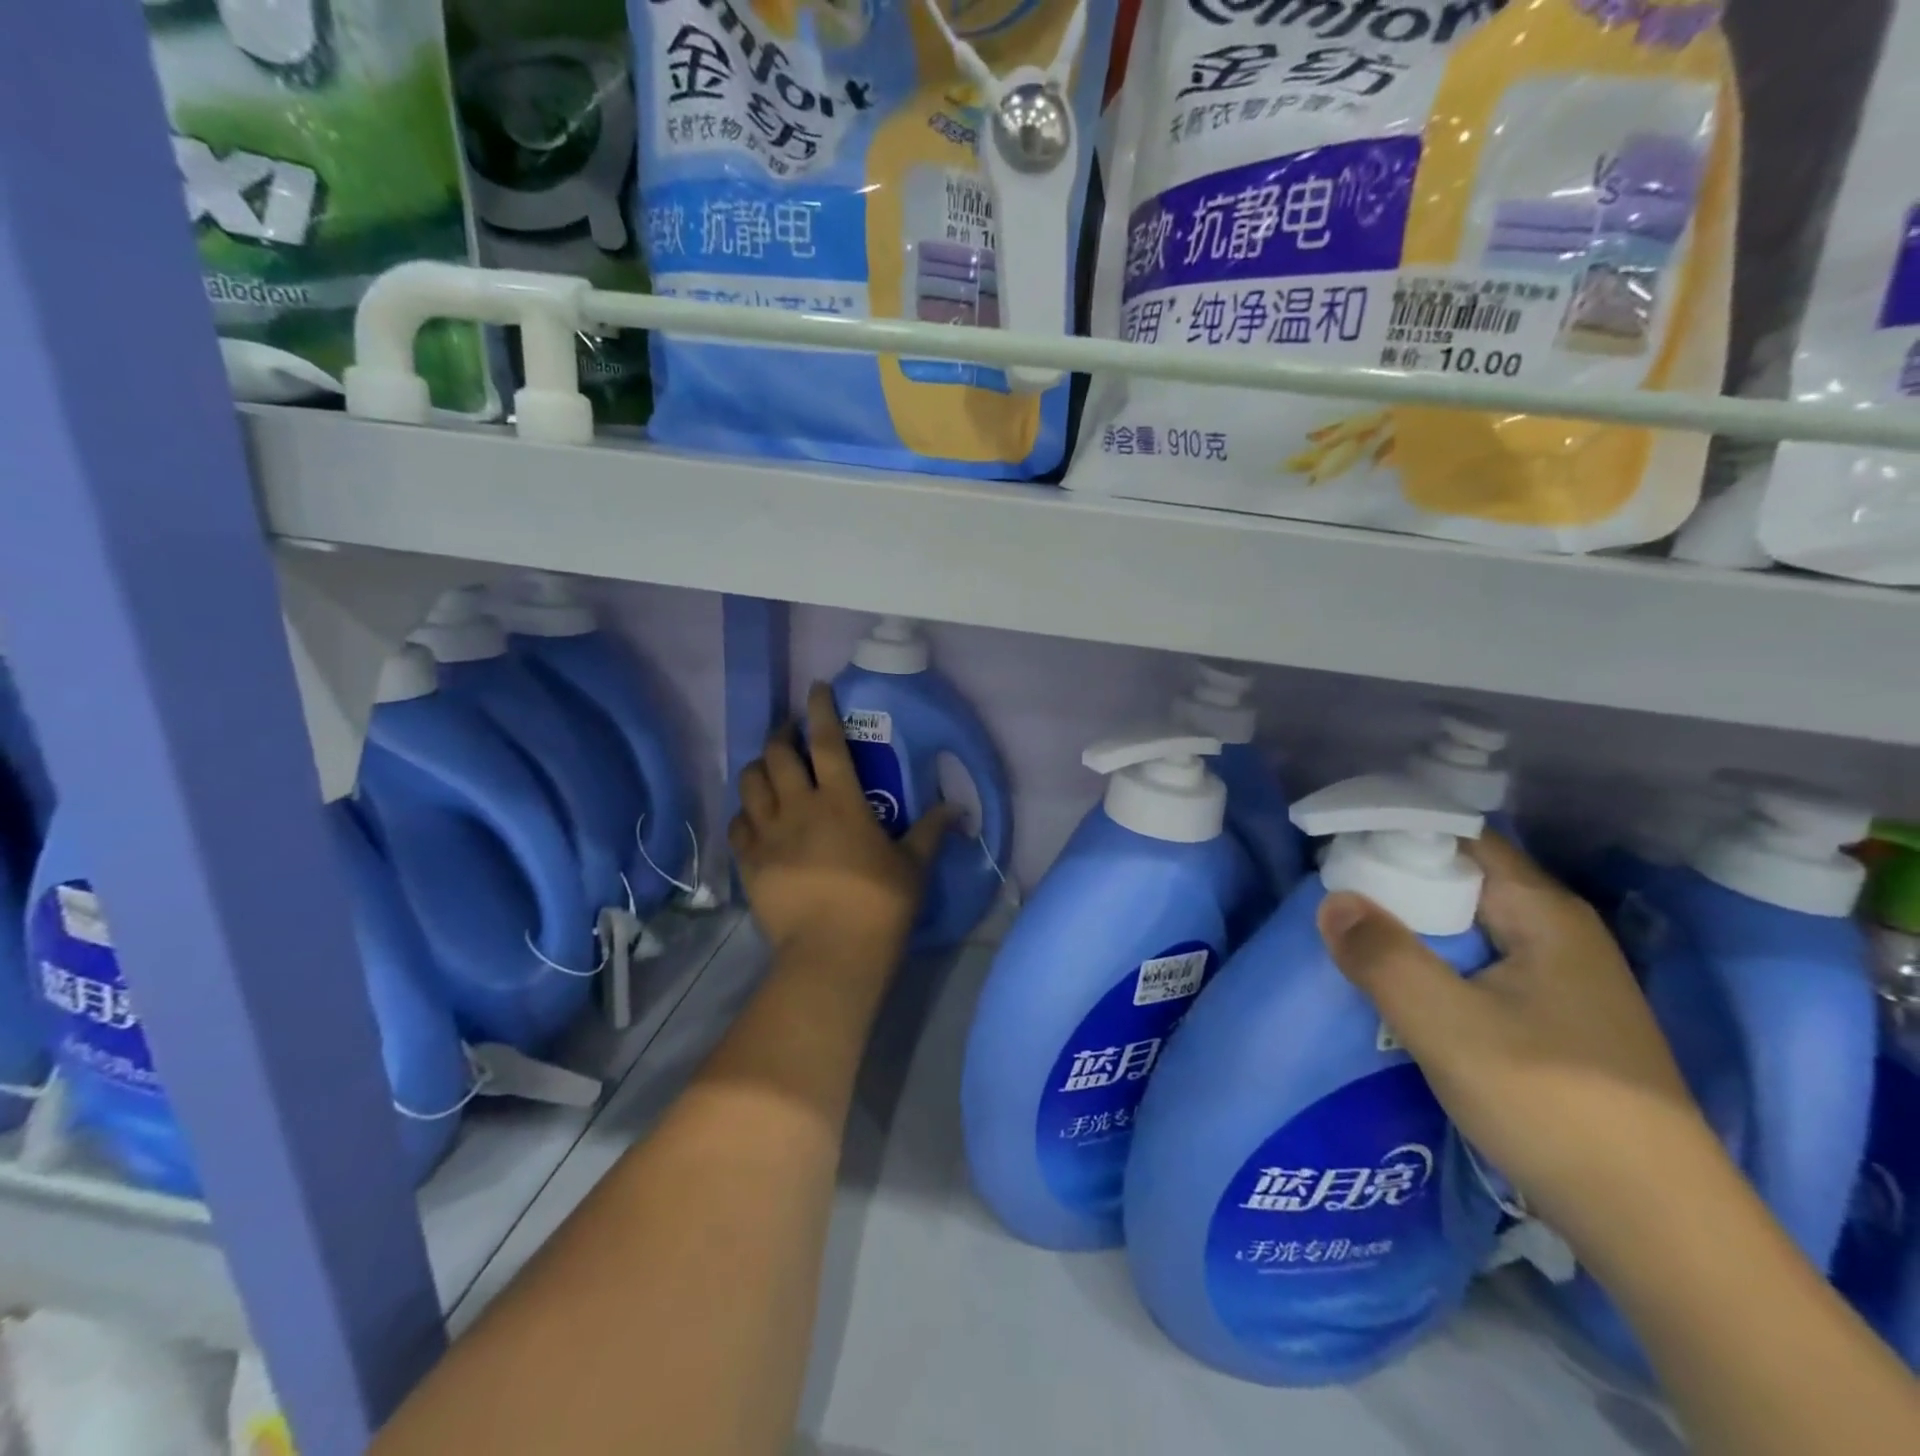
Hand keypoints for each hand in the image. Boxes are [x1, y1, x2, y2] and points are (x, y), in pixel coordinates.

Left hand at [729, 682, 956, 968]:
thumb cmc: (879, 904)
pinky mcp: (750, 862)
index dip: (820, 709)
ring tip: (769, 768)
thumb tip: (958, 807)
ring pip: (751, 783)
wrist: (832, 954)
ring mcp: (768, 834)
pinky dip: (745, 813)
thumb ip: (932, 831)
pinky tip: (754, 817)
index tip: (816, 688)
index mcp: (841, 801)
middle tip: (791, 731)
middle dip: (782, 733)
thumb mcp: (913, 865)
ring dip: (759, 767)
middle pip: (778, 754)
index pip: (827, 740)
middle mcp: (799, 807)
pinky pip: (738, 825)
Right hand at [1315, 833, 1711, 1247]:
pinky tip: (1400, 989)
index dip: (1396, 833)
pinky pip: (1478, 968)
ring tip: (1349, 937)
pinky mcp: (1555, 1022)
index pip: (1459, 839)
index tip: (1334, 846)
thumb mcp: (1449, 1027)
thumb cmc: (1553, 1106)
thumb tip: (1332, 900)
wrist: (1661, 1230)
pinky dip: (1434, 965)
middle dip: (1394, 883)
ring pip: (1467, 929)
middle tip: (1329, 895)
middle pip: (1461, 881)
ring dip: (1411, 929)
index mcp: (1544, 913)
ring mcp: (1562, 980)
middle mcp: (1558, 933)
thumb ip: (1383, 956)